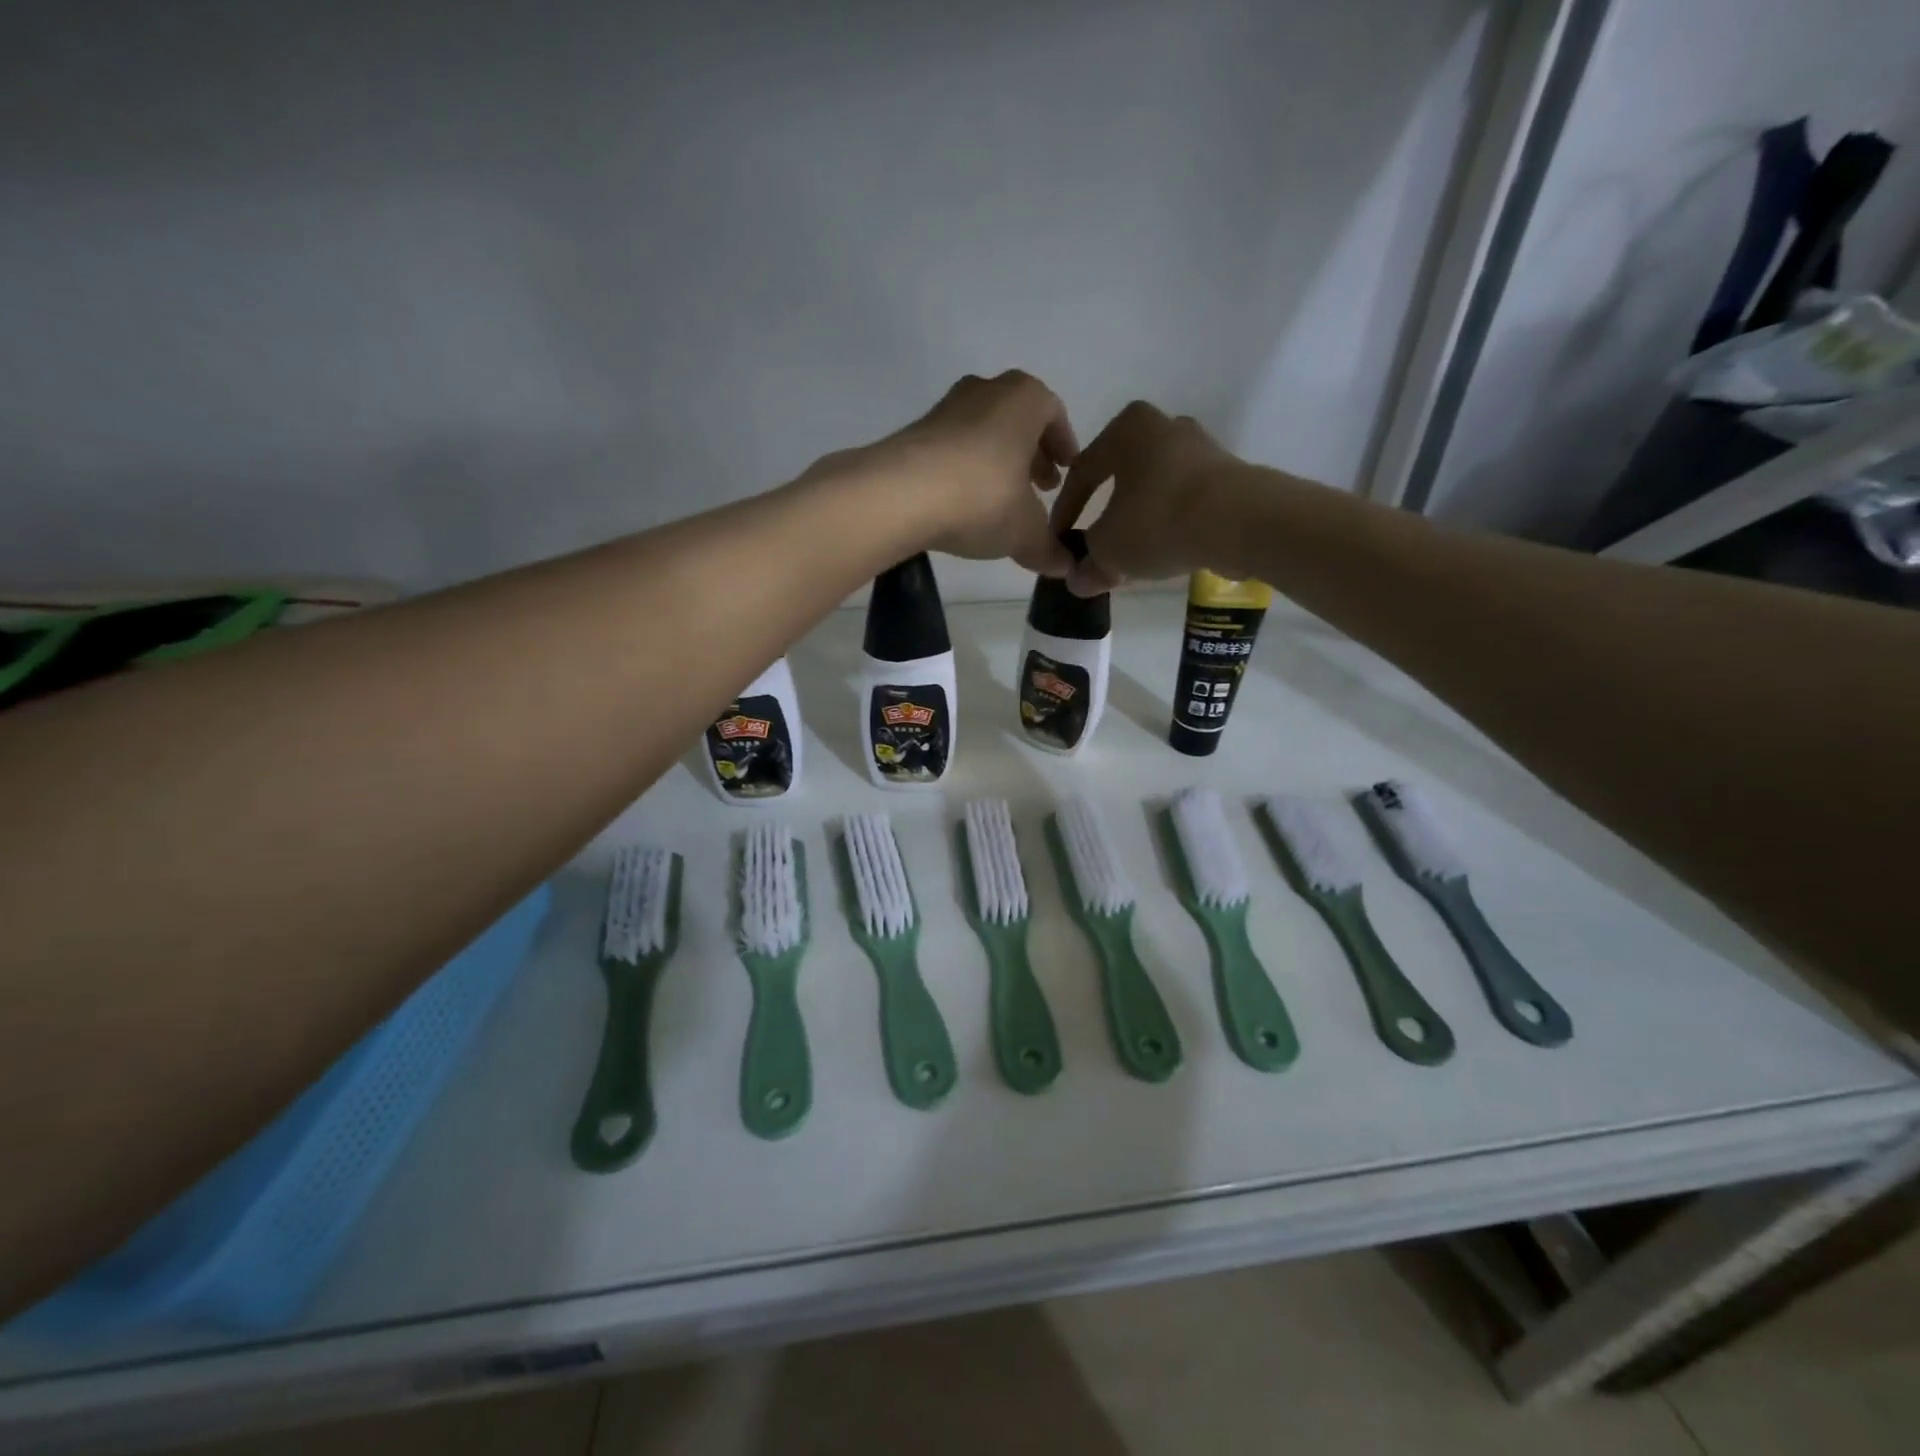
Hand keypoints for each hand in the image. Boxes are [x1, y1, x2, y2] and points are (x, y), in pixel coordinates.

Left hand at [846, 371, 1079, 575]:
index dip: (1063, 444)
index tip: (1065, 471)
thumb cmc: (983, 498)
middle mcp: (986, 390)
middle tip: (1039, 488)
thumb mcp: (1025, 532)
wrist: (900, 495)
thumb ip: (1048, 548)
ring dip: (997, 462)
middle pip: (1017, 420)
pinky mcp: (914, 433)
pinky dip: (965, 470)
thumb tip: (1066, 568)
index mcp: (1024, 399)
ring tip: (1001, 501)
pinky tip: (964, 504)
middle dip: (1030, 454)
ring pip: (983, 432)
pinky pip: (952, 449)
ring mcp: (945, 408)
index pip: (1054, 413)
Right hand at [1050, 401, 1232, 594]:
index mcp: (1127, 429)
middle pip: (1121, 478)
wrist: (1241, 521)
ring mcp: (1201, 448)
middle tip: (1095, 549)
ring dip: (1138, 523)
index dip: (1065, 512)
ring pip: (1154, 490)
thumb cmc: (1158, 520)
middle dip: (1106, 517)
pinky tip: (1164, 552)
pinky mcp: (1228, 474)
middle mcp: (1164, 426)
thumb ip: (1088, 564)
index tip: (1057, 541)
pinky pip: (1184, 501)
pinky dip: (1169, 524)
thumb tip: (1078, 581)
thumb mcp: (1108, 549)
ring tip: (1130, 558)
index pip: (1082, 472)